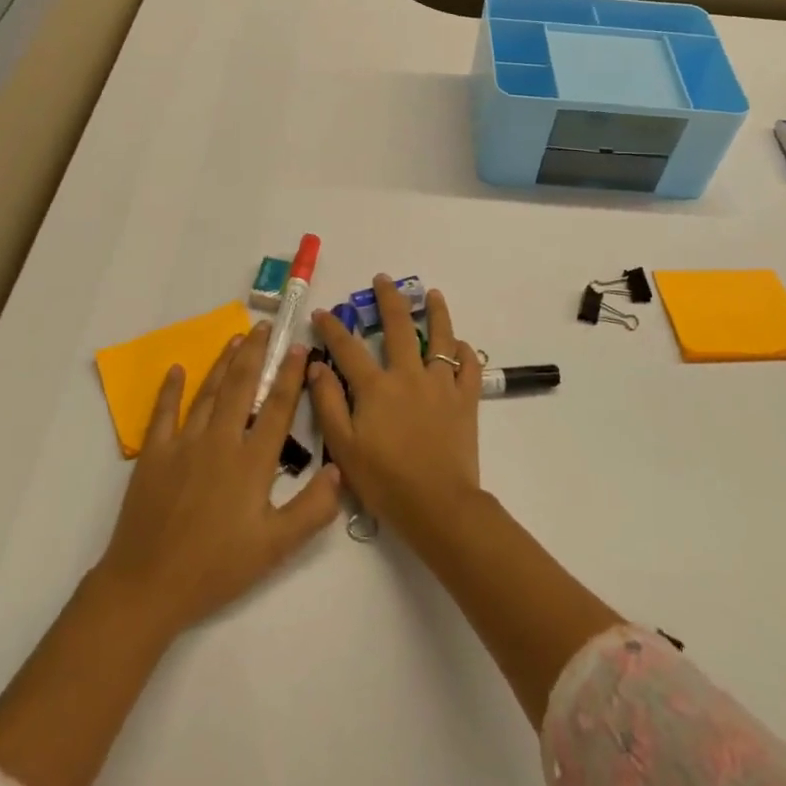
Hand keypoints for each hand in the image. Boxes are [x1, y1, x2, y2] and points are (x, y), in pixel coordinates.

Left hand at [95, 322, 340, 638]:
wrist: (147, 587)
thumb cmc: (216, 568)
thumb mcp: (275, 548)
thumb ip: (312, 509)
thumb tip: (338, 470)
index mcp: (251, 462)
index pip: (277, 408)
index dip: (290, 375)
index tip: (299, 347)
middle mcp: (220, 441)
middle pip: (241, 386)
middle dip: (255, 353)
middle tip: (265, 326)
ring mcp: (183, 444)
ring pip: (208, 392)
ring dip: (223, 362)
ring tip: (237, 338)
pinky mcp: (154, 455)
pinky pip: (164, 413)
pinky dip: (171, 389)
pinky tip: (177, 369)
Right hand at [309, 276, 483, 539]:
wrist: (438, 505)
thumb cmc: (385, 481)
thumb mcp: (344, 447)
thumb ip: (328, 403)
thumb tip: (316, 365)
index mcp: (376, 387)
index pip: (349, 347)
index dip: (333, 328)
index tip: (322, 313)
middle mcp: (409, 375)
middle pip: (399, 326)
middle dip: (388, 299)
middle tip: (382, 279)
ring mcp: (442, 384)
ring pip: (441, 337)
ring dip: (436, 312)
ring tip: (433, 294)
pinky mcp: (466, 399)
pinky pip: (468, 366)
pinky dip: (463, 351)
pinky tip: (459, 344)